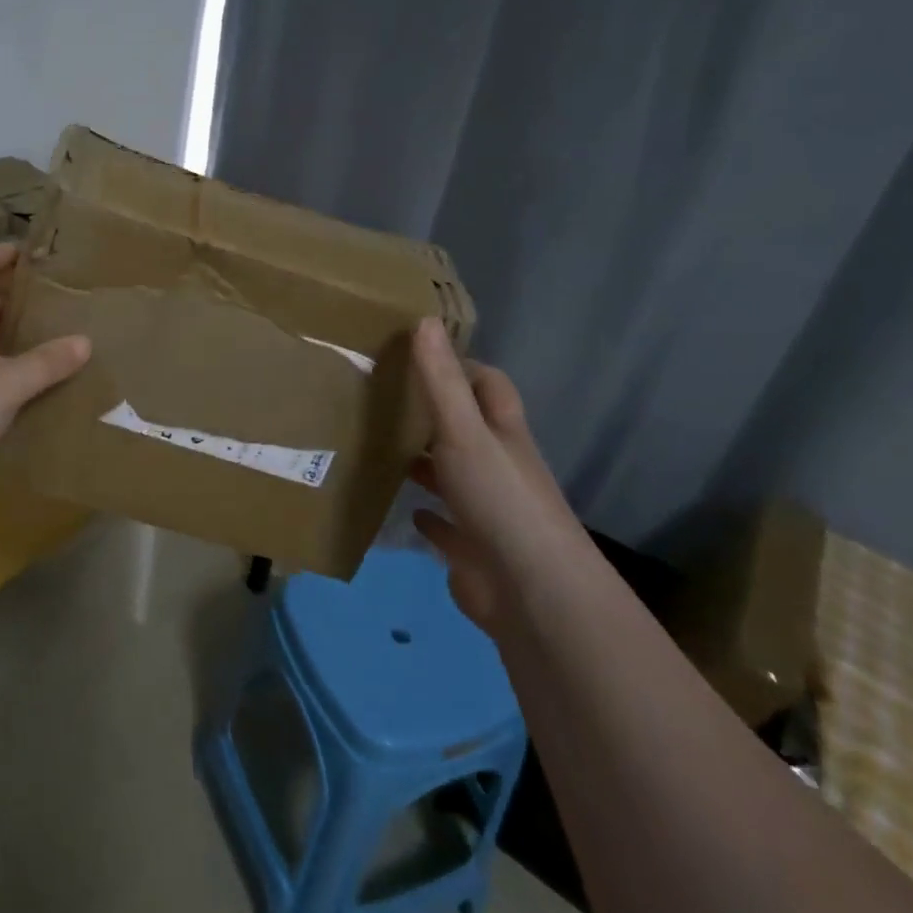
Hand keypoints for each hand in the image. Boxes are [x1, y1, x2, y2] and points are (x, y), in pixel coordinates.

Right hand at [408, 318, 587, 635]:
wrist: (531, 592)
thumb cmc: (499, 499)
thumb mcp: (463, 431)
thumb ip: (440, 381)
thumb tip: (424, 320)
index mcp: (502, 434)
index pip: (489, 385)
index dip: (463, 366)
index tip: (418, 356)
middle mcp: (498, 466)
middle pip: (469, 429)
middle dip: (435, 414)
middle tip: (385, 400)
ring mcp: (487, 510)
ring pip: (453, 475)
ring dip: (426, 463)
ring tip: (381, 448)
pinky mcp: (473, 549)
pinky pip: (445, 525)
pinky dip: (427, 515)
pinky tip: (404, 510)